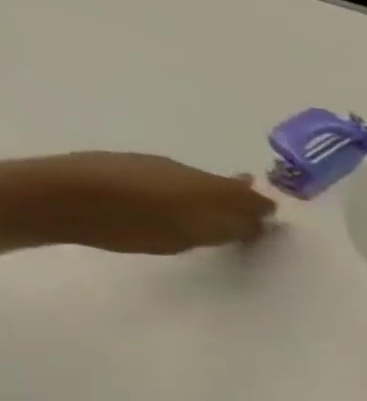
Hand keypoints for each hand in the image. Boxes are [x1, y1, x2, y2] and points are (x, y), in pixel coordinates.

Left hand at [0, 153, 275, 254]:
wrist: (64, 198)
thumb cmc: (144, 223)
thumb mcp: (200, 235)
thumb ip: (235, 229)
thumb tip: (265, 223)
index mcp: (218, 188)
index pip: (254, 197)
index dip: (264, 208)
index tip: (269, 222)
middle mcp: (192, 170)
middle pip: (223, 186)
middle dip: (232, 200)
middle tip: (233, 220)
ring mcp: (154, 165)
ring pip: (189, 181)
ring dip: (196, 196)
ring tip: (191, 217)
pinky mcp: (121, 165)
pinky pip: (158, 180)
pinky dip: (165, 192)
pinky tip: (152, 208)